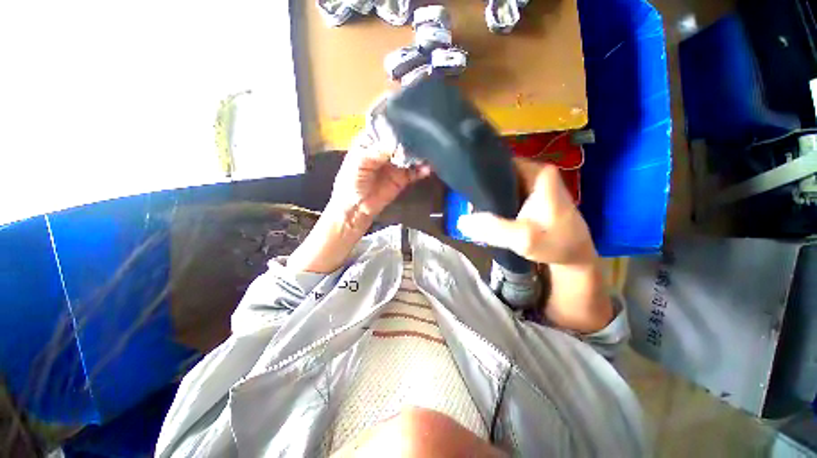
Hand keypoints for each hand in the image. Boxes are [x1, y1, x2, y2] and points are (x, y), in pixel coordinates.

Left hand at [329, 126, 431, 229]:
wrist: (356, 208)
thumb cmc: (351, 182)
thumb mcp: (360, 163)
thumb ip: (378, 151)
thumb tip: (398, 142)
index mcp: (371, 141)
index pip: (387, 128)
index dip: (398, 125)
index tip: (411, 121)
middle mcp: (385, 149)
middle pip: (402, 141)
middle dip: (413, 139)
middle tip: (426, 136)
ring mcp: (395, 164)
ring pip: (410, 155)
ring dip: (419, 154)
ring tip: (430, 151)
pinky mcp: (402, 178)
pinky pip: (415, 172)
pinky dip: (422, 170)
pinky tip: (428, 168)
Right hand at [457, 158, 596, 266]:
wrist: (574, 257)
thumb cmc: (555, 245)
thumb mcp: (524, 239)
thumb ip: (494, 229)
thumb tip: (461, 221)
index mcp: (538, 172)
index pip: (501, 162)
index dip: (481, 173)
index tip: (465, 188)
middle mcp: (536, 172)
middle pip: (500, 172)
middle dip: (483, 187)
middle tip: (466, 202)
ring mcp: (534, 184)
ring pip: (502, 183)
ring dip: (488, 195)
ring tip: (472, 207)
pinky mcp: (531, 195)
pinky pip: (506, 193)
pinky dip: (496, 201)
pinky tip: (486, 212)